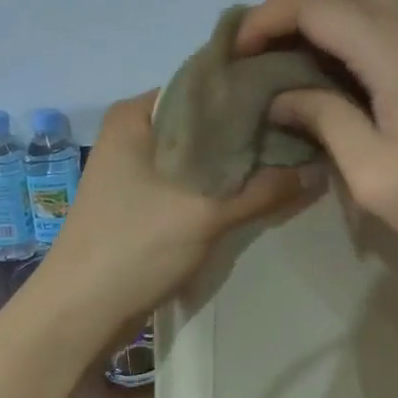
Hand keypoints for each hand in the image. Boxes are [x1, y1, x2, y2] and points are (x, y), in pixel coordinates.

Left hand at [33, 91, 318, 336]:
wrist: (79, 313)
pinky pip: (189, 179)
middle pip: (203, 120)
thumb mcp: (205, 214)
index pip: (204, 84)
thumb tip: (318, 170)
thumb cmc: (134, 246)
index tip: (294, 98)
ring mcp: (135, 167)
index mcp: (136, 114)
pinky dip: (219, 185)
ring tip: (289, 159)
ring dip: (236, 162)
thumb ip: (263, 190)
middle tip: (301, 132)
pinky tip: (257, 190)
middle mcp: (133, 132)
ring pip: (198, 153)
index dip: (249, 91)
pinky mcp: (142, 198)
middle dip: (248, 131)